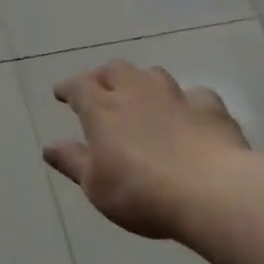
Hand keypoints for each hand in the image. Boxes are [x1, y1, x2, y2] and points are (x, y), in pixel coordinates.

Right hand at [43, 60, 249, 240]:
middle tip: (99, 89)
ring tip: (141, 95)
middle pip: (115, 70)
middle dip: (103, 76)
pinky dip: (186, 100)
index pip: (78, 86)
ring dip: (142, 82)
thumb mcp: (95, 185)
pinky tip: (188, 113)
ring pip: (153, 75)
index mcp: (102, 109)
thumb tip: (49, 146)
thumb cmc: (141, 191)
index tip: (61, 93)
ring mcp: (176, 97)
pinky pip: (195, 95)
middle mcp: (136, 93)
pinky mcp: (211, 110)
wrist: (214, 193)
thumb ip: (72, 161)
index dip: (68, 88)